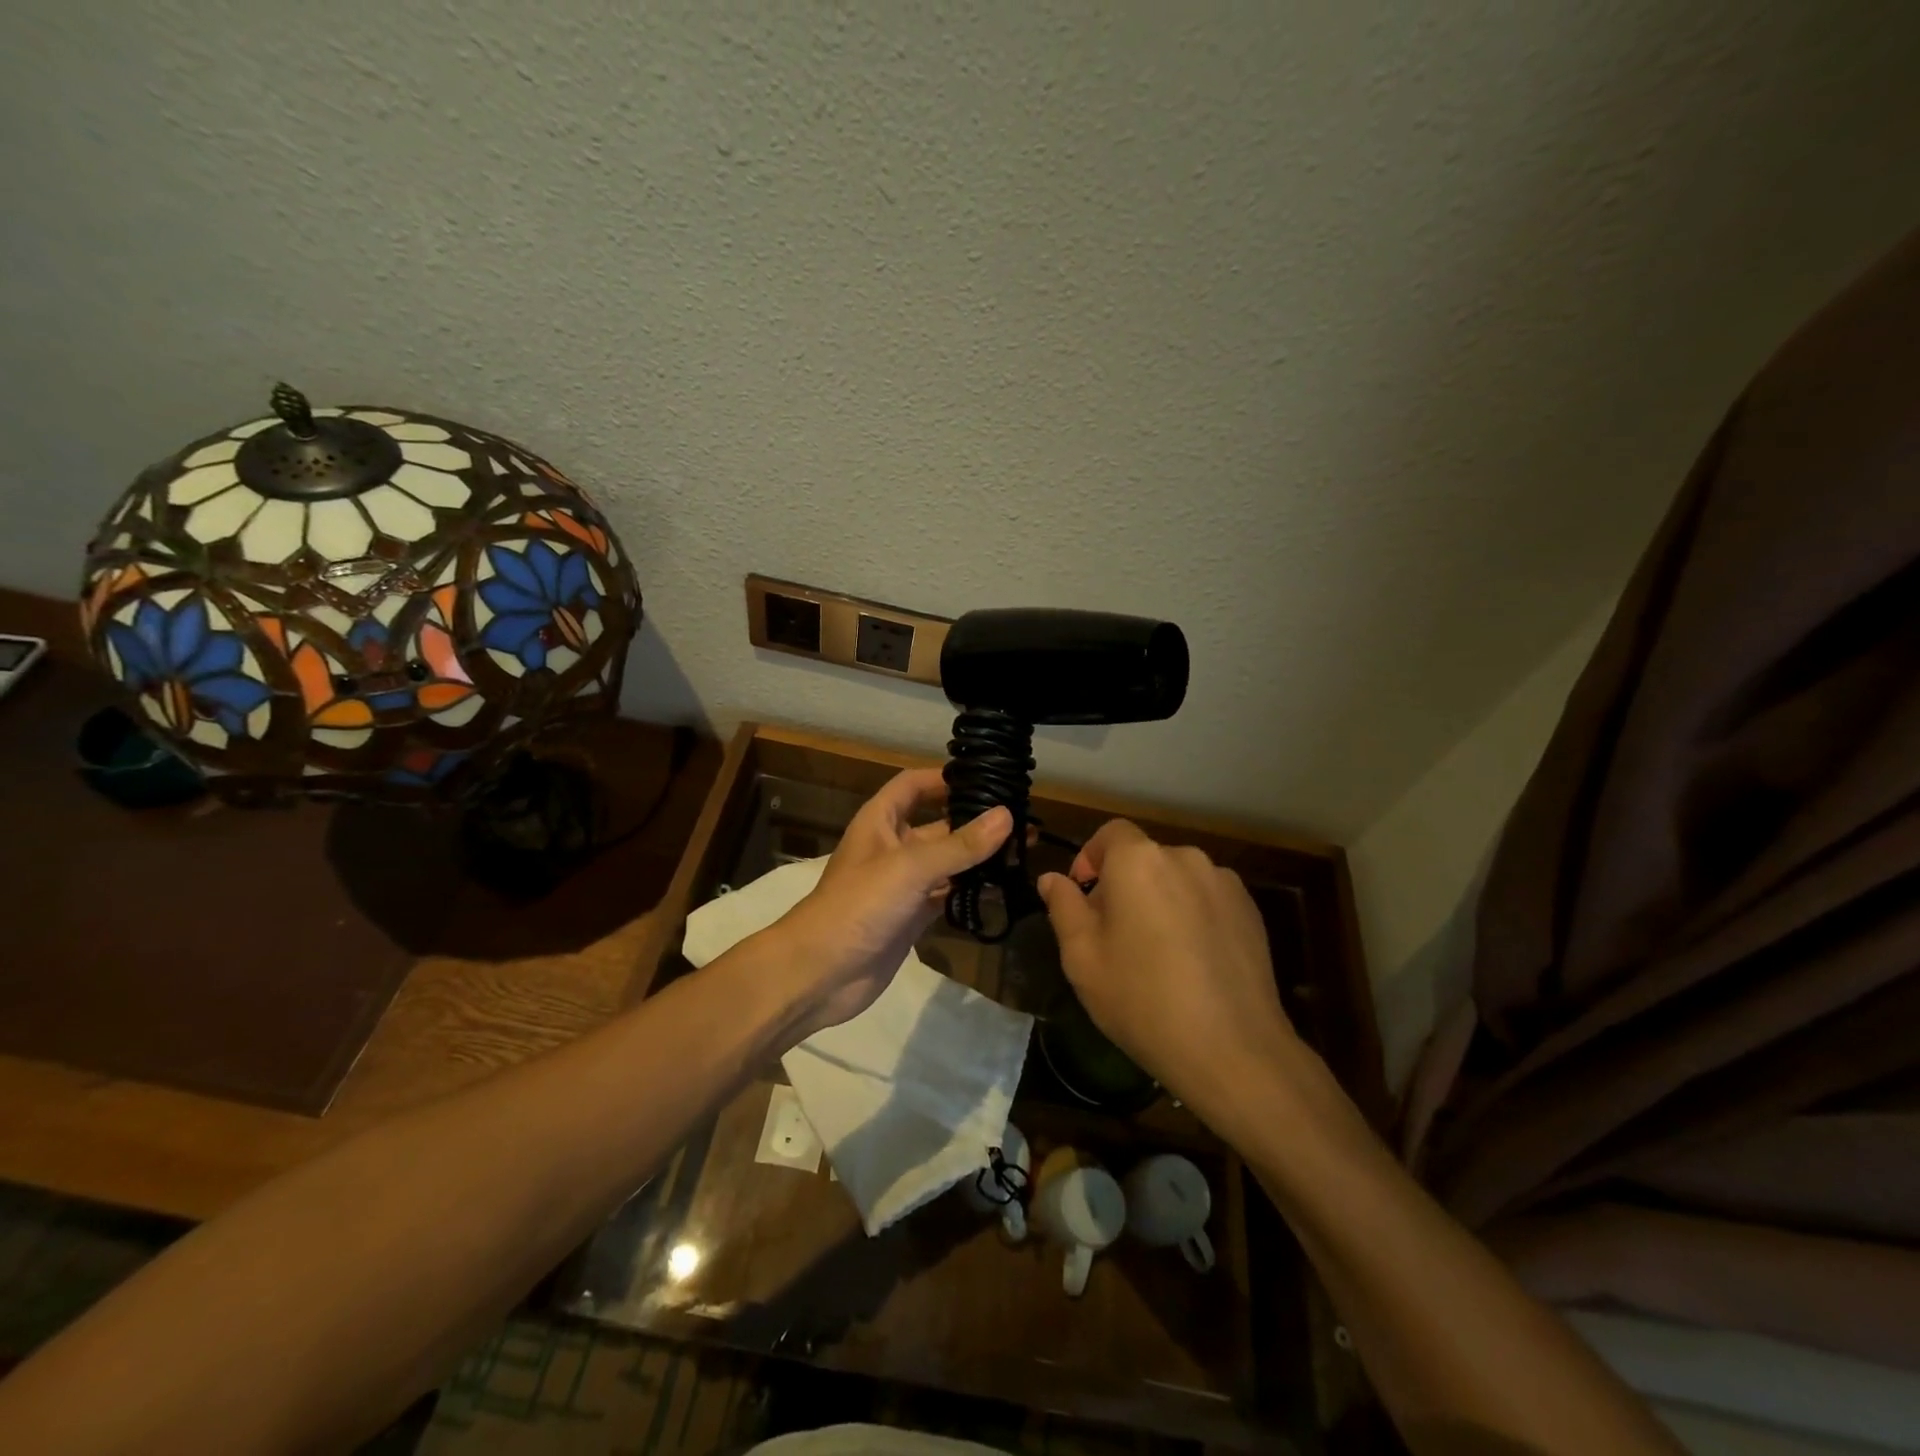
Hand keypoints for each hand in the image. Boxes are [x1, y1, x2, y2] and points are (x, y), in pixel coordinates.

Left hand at [774, 768, 1011, 1035]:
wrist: (820, 973)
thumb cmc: (858, 905)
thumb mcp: (910, 867)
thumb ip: (959, 844)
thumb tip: (1007, 815)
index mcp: (880, 822)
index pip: (913, 785)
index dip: (944, 779)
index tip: (986, 779)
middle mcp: (893, 847)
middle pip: (938, 824)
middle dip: (975, 822)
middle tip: (1023, 821)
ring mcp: (903, 884)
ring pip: (947, 863)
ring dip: (978, 859)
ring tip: (1023, 853)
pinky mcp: (912, 917)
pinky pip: (947, 896)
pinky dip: (970, 893)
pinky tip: (1002, 890)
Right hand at [1037, 821, 1309, 1123]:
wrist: (1233, 1050)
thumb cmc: (1142, 1000)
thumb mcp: (1082, 957)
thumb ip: (1063, 907)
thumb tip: (1052, 879)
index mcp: (1138, 861)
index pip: (1110, 833)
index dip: (1091, 858)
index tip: (1084, 896)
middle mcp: (1184, 858)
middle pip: (1144, 858)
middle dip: (1124, 885)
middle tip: (1114, 935)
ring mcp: (1223, 883)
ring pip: (1177, 880)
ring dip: (1161, 901)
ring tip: (1157, 953)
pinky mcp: (1250, 911)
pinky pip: (1208, 900)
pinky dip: (1193, 916)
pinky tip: (1193, 963)